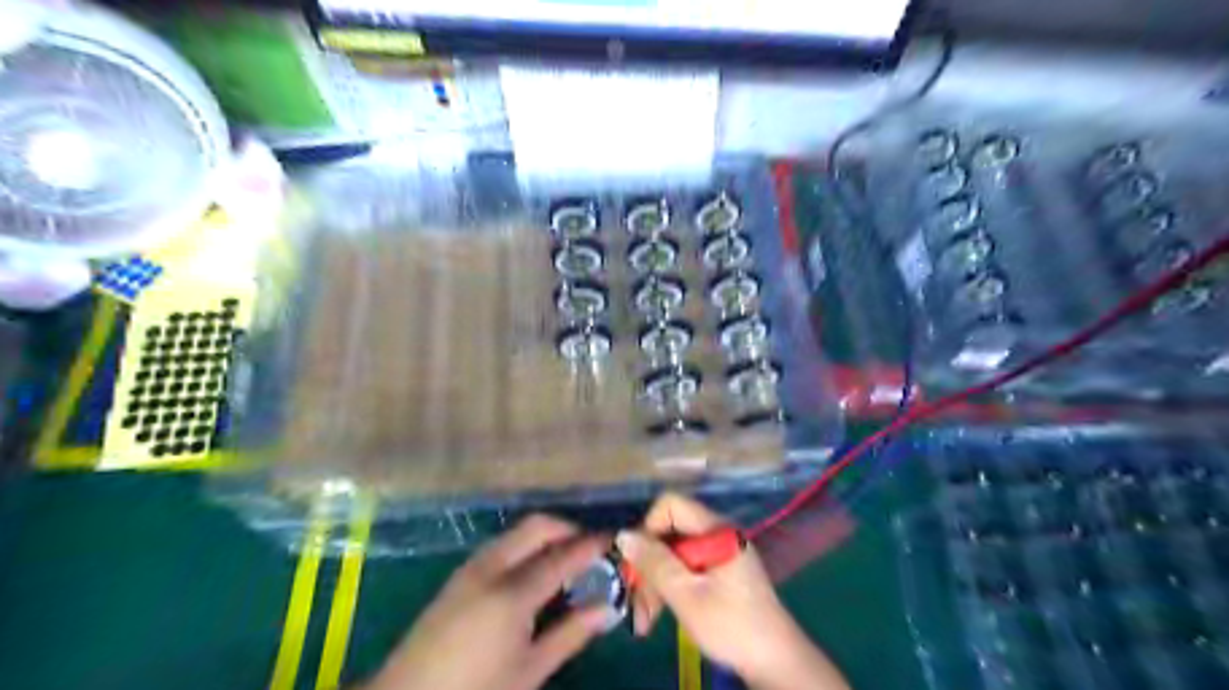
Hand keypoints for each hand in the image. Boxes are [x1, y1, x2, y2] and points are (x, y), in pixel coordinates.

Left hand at [363, 515, 613, 686]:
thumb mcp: (529, 671)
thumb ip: (571, 634)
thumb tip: (607, 608)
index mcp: (512, 594)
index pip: (562, 556)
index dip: (591, 545)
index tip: (614, 539)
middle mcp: (491, 568)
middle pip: (537, 527)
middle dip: (567, 529)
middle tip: (590, 547)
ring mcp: (471, 567)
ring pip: (517, 533)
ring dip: (545, 536)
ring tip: (566, 559)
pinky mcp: (459, 575)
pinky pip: (501, 545)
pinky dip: (525, 546)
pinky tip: (533, 572)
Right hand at [619, 494, 852, 685]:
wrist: (775, 662)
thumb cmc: (732, 625)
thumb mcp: (686, 595)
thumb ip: (654, 563)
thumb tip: (623, 535)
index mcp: (716, 529)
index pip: (670, 505)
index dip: (648, 528)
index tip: (637, 562)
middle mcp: (718, 533)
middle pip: (669, 532)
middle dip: (648, 565)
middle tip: (634, 603)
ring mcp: (720, 553)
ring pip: (674, 553)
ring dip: (655, 582)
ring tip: (644, 621)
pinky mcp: (720, 571)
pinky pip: (686, 567)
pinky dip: (670, 587)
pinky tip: (659, 615)